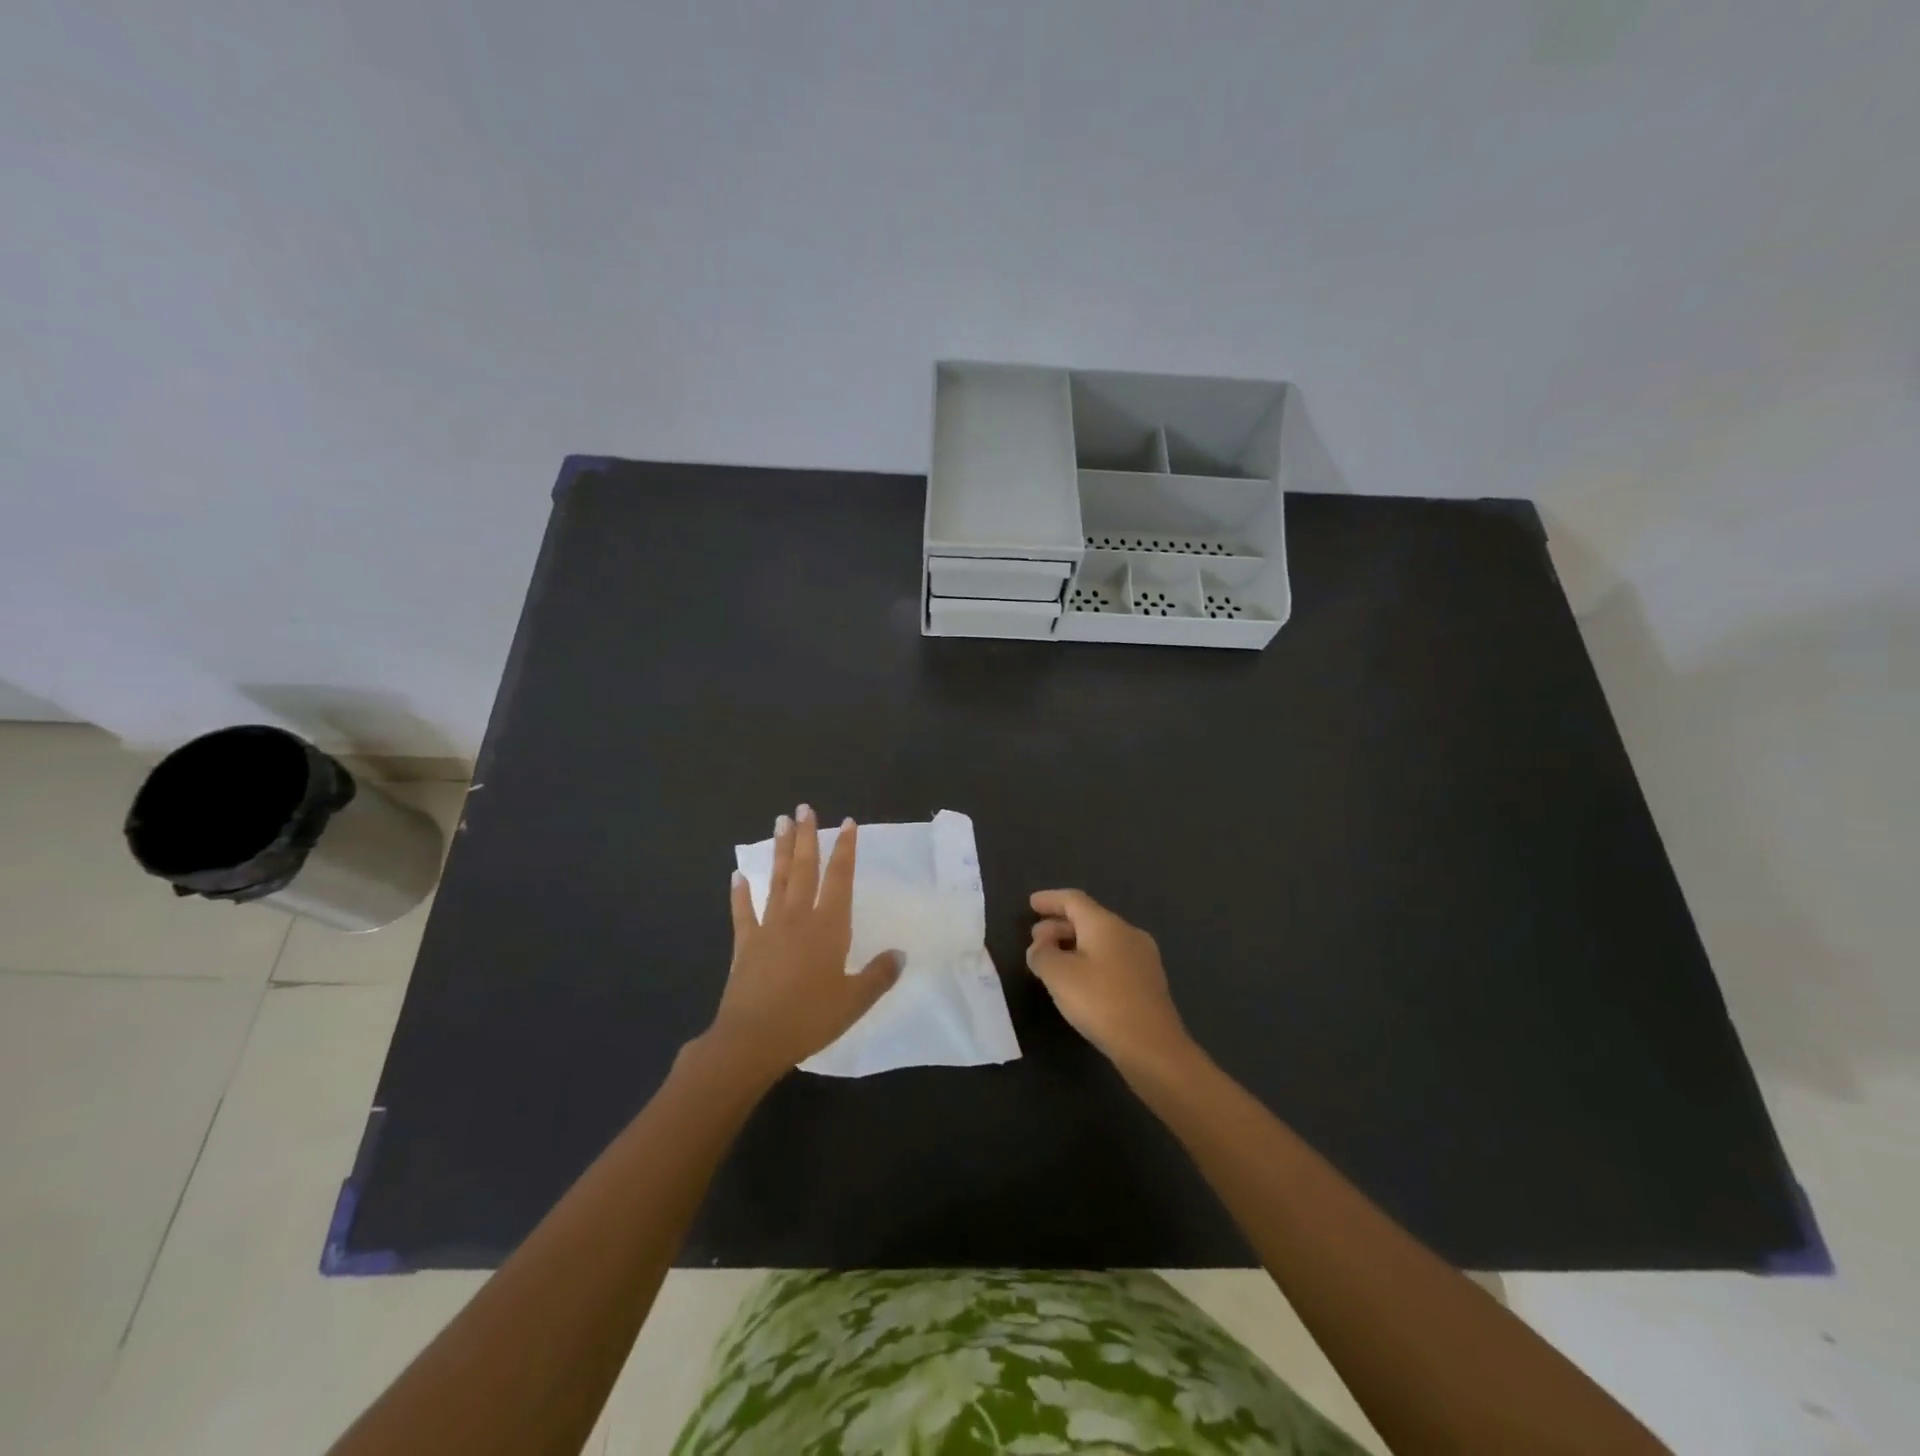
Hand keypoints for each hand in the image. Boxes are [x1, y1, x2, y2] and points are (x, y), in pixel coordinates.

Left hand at [703, 806, 902, 1082]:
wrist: (753, 1039)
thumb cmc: (809, 1018)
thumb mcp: (855, 1001)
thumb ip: (879, 975)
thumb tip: (900, 954)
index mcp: (829, 927)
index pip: (840, 878)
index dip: (845, 850)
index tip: (846, 823)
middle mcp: (798, 918)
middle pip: (804, 869)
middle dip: (807, 837)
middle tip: (804, 808)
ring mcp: (768, 928)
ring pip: (777, 880)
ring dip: (781, 851)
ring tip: (780, 823)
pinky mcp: (745, 944)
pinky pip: (743, 912)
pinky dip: (740, 893)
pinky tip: (738, 875)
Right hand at [1026, 889, 1193, 1074]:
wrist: (1152, 1046)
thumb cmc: (1101, 1002)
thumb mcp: (1059, 976)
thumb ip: (1042, 954)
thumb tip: (1040, 946)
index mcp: (1105, 924)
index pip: (1074, 900)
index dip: (1050, 899)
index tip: (1031, 903)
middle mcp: (1127, 932)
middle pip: (1088, 918)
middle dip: (1059, 925)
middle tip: (1036, 938)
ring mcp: (1142, 957)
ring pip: (1102, 939)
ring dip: (1074, 944)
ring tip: (1053, 959)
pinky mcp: (1148, 981)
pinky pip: (1113, 958)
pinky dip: (1091, 959)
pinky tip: (1080, 980)